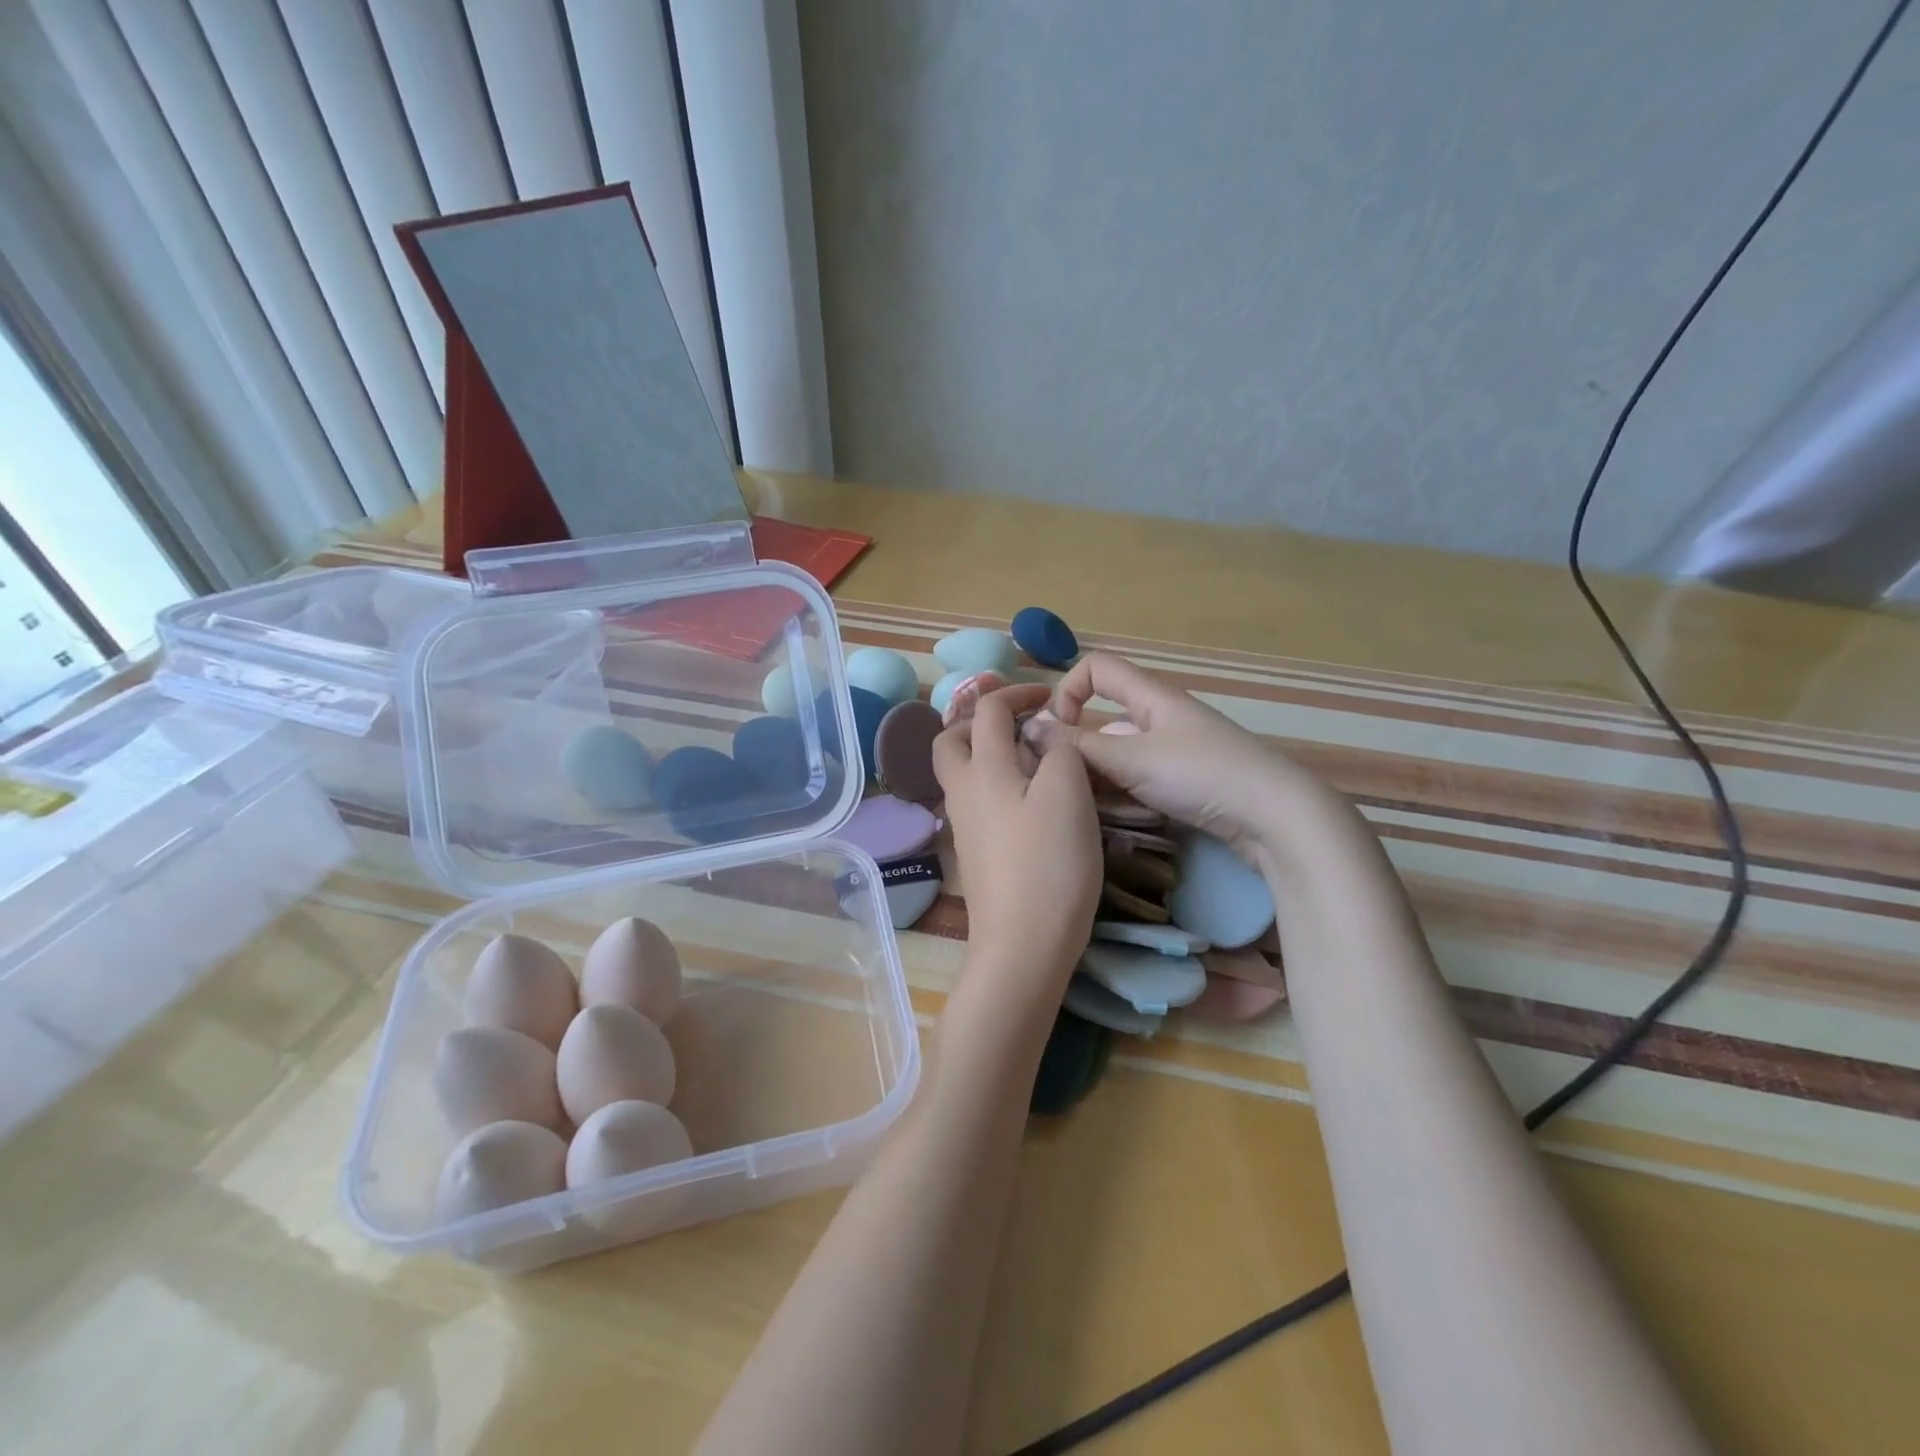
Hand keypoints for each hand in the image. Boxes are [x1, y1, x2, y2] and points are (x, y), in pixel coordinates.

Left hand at [934, 684, 1101, 996]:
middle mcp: (962, 792)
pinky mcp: (974, 852)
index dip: (1017, 692)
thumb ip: (1059, 751)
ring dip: (988, 753)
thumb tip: (1046, 735)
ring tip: (1033, 762)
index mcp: (983, 770)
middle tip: (1022, 726)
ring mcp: (963, 826)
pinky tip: (1029, 802)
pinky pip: (976, 801)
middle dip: (981, 721)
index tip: (1050, 697)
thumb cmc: (1049, 863)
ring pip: (961, 773)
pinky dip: (995, 785)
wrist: (1023, 944)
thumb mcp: (1068, 794)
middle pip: (951, 740)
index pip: (988, 710)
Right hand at [1022, 653, 1290, 857]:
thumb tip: (1030, 727)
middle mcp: (1159, 718)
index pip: (1096, 668)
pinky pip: (1139, 779)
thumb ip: (1078, 747)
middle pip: (1103, 719)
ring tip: (1090, 810)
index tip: (1057, 731)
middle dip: (1079, 750)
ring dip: (1099, 778)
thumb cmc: (1202, 775)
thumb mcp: (1133, 760)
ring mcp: (1174, 752)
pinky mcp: (1185, 782)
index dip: (1068, 691)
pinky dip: (1123, 795)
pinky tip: (1117, 823)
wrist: (1276, 817)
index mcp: (1150, 697)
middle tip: (1063, 786)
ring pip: (1119, 755)